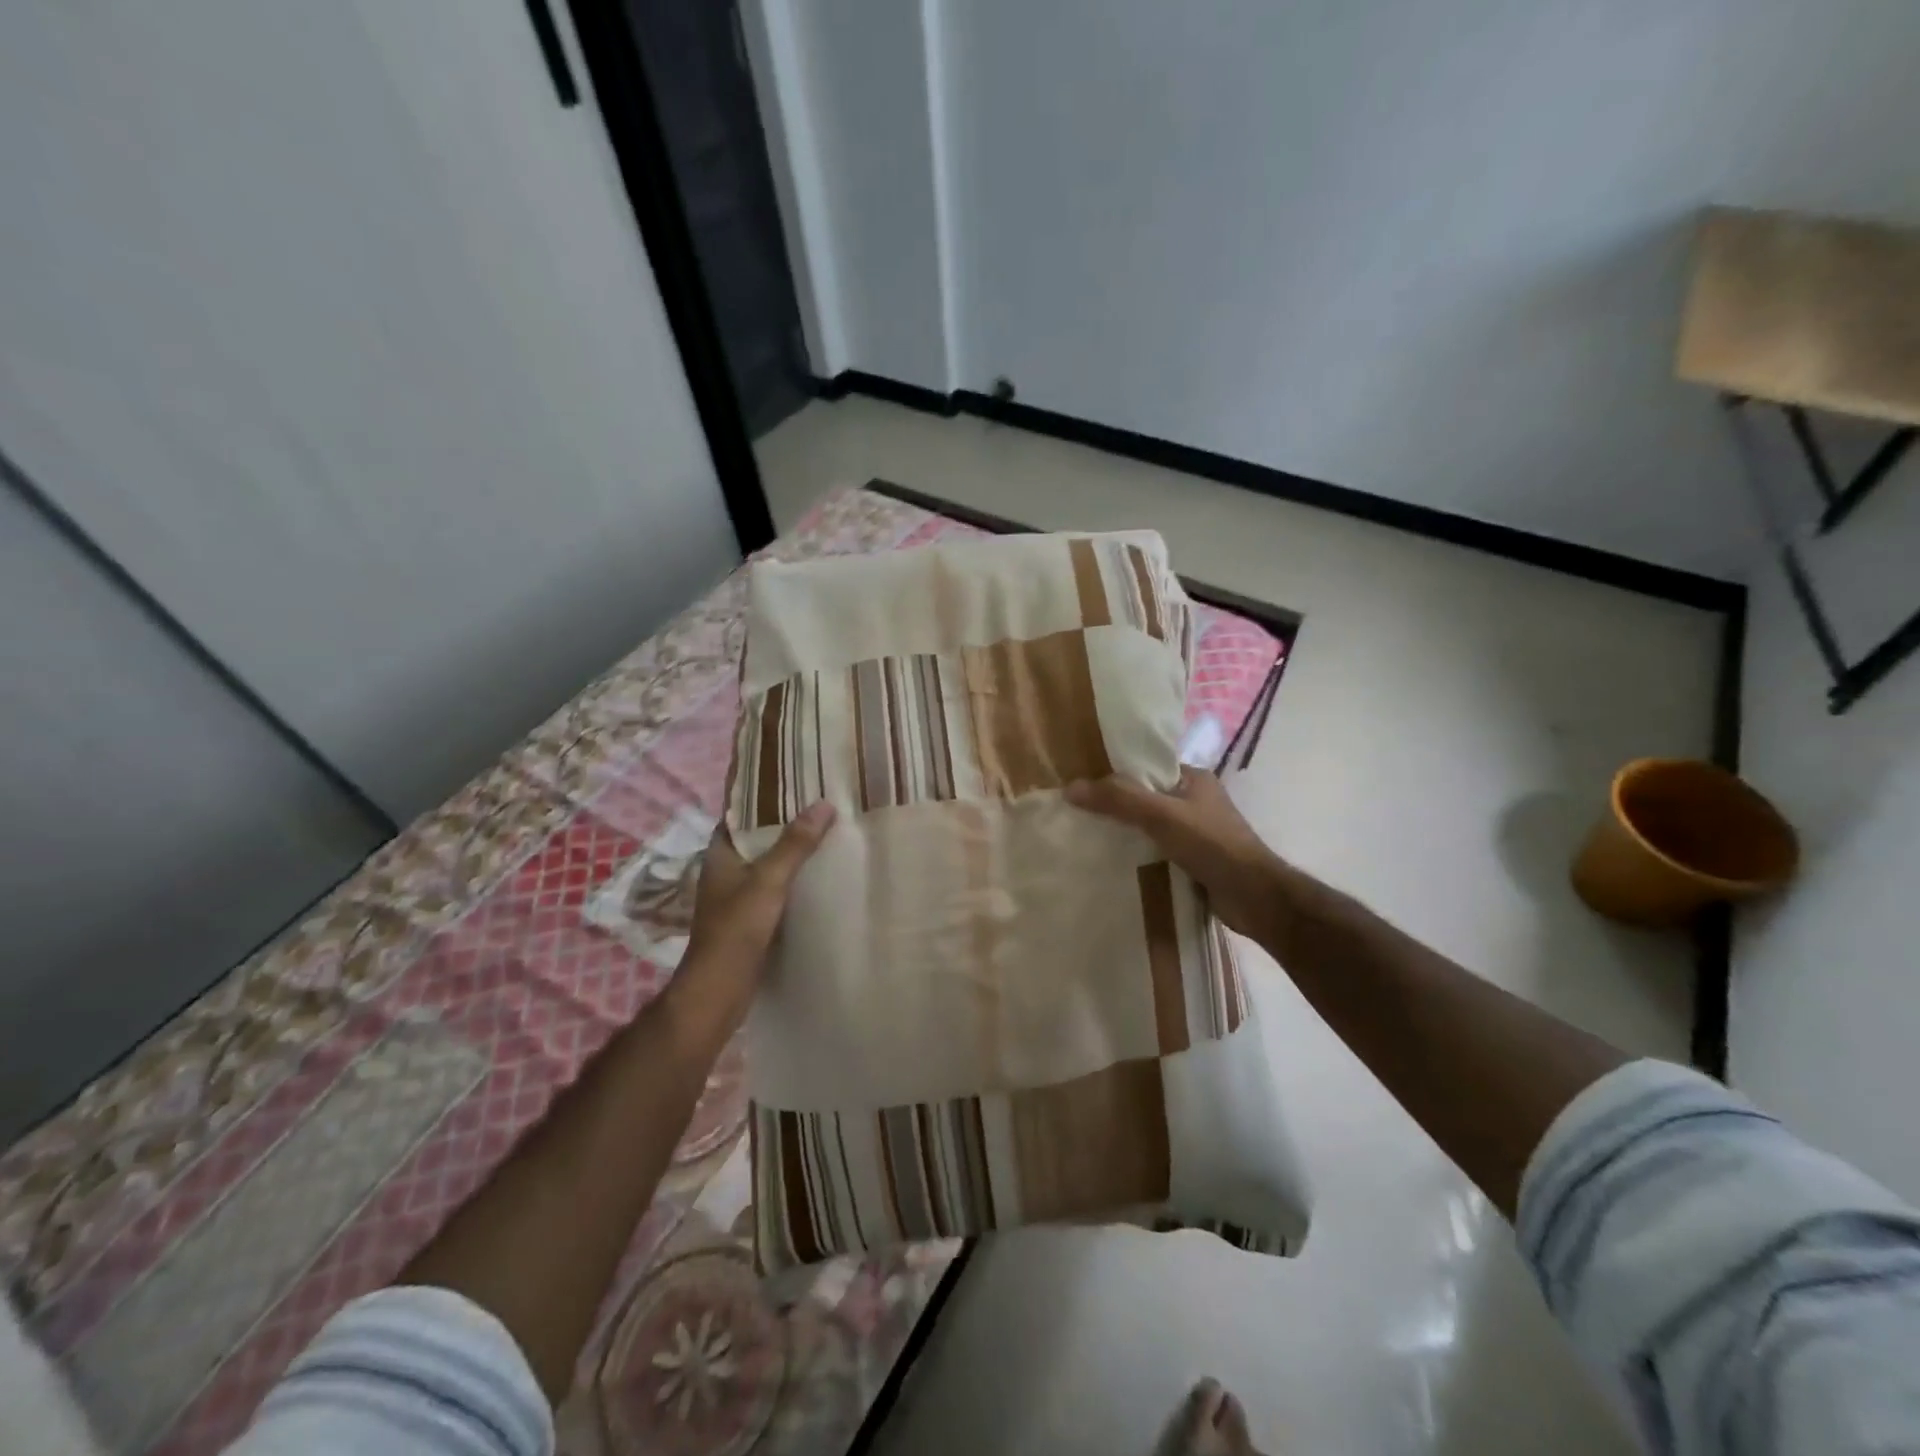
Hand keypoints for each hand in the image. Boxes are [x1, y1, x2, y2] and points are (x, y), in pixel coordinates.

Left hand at [685, 801, 836, 976]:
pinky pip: (774, 889)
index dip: (762, 797)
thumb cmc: (737, 928)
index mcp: (720, 855)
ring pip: (767, 865)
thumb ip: (795, 844)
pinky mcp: (749, 919)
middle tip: (820, 805)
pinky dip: (793, 880)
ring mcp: (736, 897)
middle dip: (784, 824)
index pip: (739, 814)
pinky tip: (819, 876)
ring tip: (826, 833)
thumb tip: (824, 804)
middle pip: (756, 839)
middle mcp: (725, 872)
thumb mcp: (769, 880)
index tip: (793, 782)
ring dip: (790, 853)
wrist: (720, 988)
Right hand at [1066, 769, 1285, 940]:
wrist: (1254, 897)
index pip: (1148, 767)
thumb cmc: (1211, 845)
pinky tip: (1115, 863)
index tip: (1085, 783)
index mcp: (1194, 779)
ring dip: (1128, 833)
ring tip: (1090, 837)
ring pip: (1152, 827)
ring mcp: (1197, 833)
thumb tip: (1070, 788)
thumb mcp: (1161, 815)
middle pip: (1147, 797)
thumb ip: (1118, 800)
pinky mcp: (1195, 861)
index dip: (1118, 772)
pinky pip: (1159, 851)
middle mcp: (1196, 801)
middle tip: (1080, 813)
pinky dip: (1140, 855)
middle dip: (1118, 805)